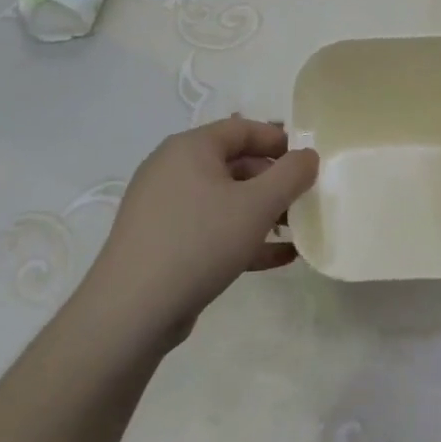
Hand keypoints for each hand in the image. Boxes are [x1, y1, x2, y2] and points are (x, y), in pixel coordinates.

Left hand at [77, 116, 318, 350]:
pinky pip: (211, 230)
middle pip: (235, 164)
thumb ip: (291, 175)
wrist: (131, 312)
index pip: (243, 129)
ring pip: (224, 200)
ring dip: (262, 213)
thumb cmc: (199, 241)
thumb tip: (308, 155)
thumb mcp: (257, 205)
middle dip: (274, 182)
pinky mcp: (163, 243)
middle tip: (305, 200)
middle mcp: (173, 170)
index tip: (309, 160)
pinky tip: (277, 258)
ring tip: (296, 231)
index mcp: (190, 148)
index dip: (279, 141)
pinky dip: (243, 238)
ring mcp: (165, 208)